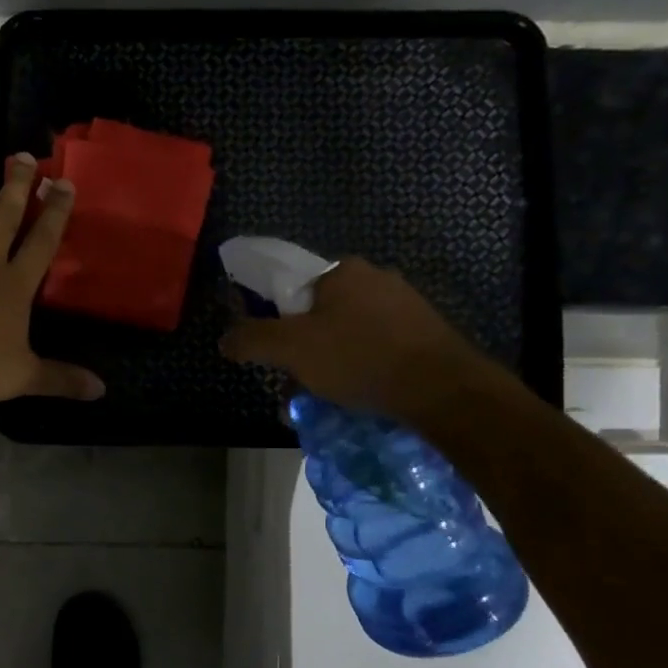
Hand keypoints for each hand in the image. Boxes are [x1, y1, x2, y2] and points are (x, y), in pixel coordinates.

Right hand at [219, 256, 488, 420]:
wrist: (441, 388)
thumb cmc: (358, 358)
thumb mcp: (290, 349)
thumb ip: (251, 339)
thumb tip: (225, 338)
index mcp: (341, 271)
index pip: (290, 288)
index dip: (273, 320)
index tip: (273, 354)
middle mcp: (374, 277)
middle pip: (318, 312)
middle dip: (302, 348)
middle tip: (296, 382)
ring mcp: (404, 303)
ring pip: (347, 332)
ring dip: (329, 361)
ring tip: (325, 396)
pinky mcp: (423, 331)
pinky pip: (375, 345)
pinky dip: (359, 366)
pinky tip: (358, 392)